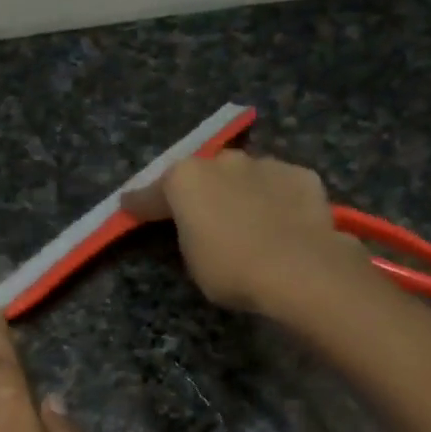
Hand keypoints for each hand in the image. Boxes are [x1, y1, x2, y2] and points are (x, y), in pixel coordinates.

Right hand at [122, 150, 365, 316]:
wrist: (300, 268)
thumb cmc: (232, 270)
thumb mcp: (192, 261)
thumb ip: (187, 234)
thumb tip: (194, 227)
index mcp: (186, 180)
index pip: (152, 193)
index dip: (139, 203)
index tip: (128, 207)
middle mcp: (223, 161)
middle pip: (202, 175)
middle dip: (198, 192)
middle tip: (200, 216)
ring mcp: (265, 163)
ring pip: (244, 175)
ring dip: (239, 192)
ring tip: (246, 220)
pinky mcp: (301, 175)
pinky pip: (279, 186)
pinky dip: (276, 199)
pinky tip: (282, 222)